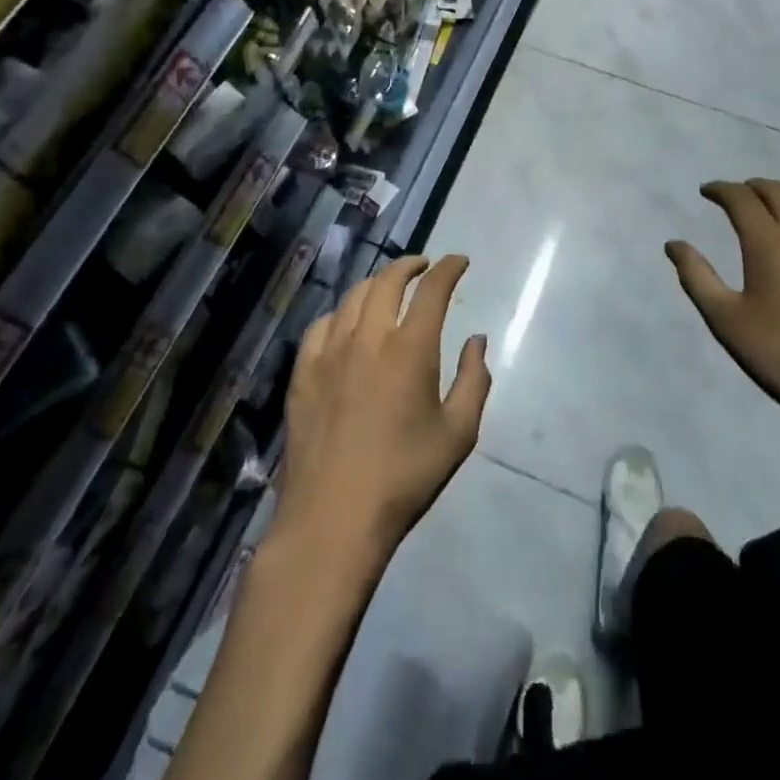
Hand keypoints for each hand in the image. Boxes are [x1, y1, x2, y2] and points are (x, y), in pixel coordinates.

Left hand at [273, 256, 489, 568]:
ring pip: (353, 297)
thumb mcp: (458, 434)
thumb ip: (475, 380)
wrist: (333, 518)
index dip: (449, 268)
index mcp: (411, 348)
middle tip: (424, 266)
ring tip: (388, 288)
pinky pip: (321, 325)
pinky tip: (346, 323)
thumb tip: (477, 340)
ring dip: (377, 283)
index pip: (433, 289)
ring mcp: (330, 352)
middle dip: (410, 265)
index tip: (459, 261)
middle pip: (388, 281)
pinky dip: (341, 313)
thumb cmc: (405, 477)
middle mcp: (369, 337)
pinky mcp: (302, 372)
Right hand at [666, 180, 779, 455]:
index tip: (706, 192)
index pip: (741, 198)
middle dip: (752, 187)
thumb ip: (696, 276)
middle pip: (777, 191)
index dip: (720, 189)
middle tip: (734, 196)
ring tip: (766, 214)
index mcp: (769, 241)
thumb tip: (674, 244)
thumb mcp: (725, 319)